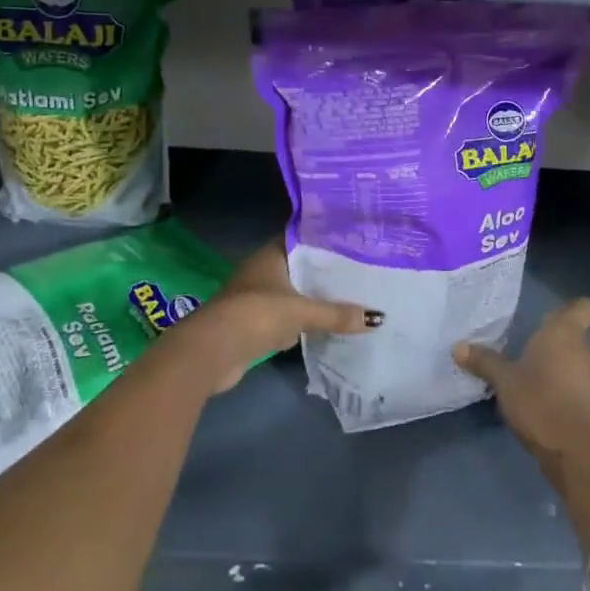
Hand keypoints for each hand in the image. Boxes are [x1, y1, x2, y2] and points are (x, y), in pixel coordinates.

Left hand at [174, 237, 378, 393]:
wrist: (212, 351)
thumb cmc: (256, 315)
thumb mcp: (301, 312)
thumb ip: (336, 314)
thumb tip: (377, 318)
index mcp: (271, 255)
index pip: (303, 239)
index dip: (326, 239)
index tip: (354, 240)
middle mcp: (263, 271)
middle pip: (300, 267)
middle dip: (325, 272)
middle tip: (361, 270)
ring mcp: (256, 298)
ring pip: (294, 293)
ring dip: (314, 298)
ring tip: (351, 296)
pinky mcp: (255, 324)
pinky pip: (287, 317)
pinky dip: (303, 321)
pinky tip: (326, 325)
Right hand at [454, 299, 589, 473]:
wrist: (573, 450)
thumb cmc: (538, 400)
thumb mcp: (503, 380)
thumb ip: (484, 361)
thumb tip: (457, 346)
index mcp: (564, 332)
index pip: (583, 307)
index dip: (569, 309)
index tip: (547, 317)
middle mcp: (583, 348)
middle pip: (575, 333)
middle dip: (554, 338)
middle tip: (526, 344)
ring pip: (575, 358)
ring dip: (557, 362)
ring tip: (528, 371)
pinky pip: (576, 381)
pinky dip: (561, 384)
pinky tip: (538, 396)